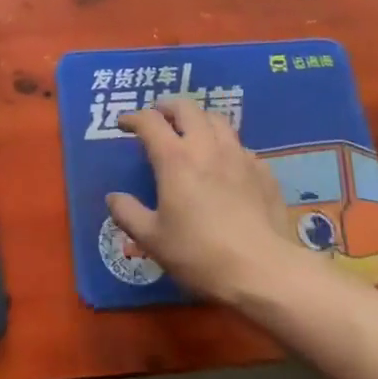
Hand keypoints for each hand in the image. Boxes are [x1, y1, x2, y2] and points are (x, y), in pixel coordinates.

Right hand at [108, 98, 332, 303]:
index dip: (133, 118)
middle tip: (159, 118)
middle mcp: (207, 147)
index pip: (150, 121)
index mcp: (175, 159)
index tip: (123, 124)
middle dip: (168, 107)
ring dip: (199, 120)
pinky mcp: (264, 172)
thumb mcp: (152, 239)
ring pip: (218, 120)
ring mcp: (239, 157)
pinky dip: (226, 147)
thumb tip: (113, 197)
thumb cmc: (199, 254)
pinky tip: (226, 165)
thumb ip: (128, 214)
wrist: (263, 271)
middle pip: (187, 108)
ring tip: (192, 133)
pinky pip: (241, 147)